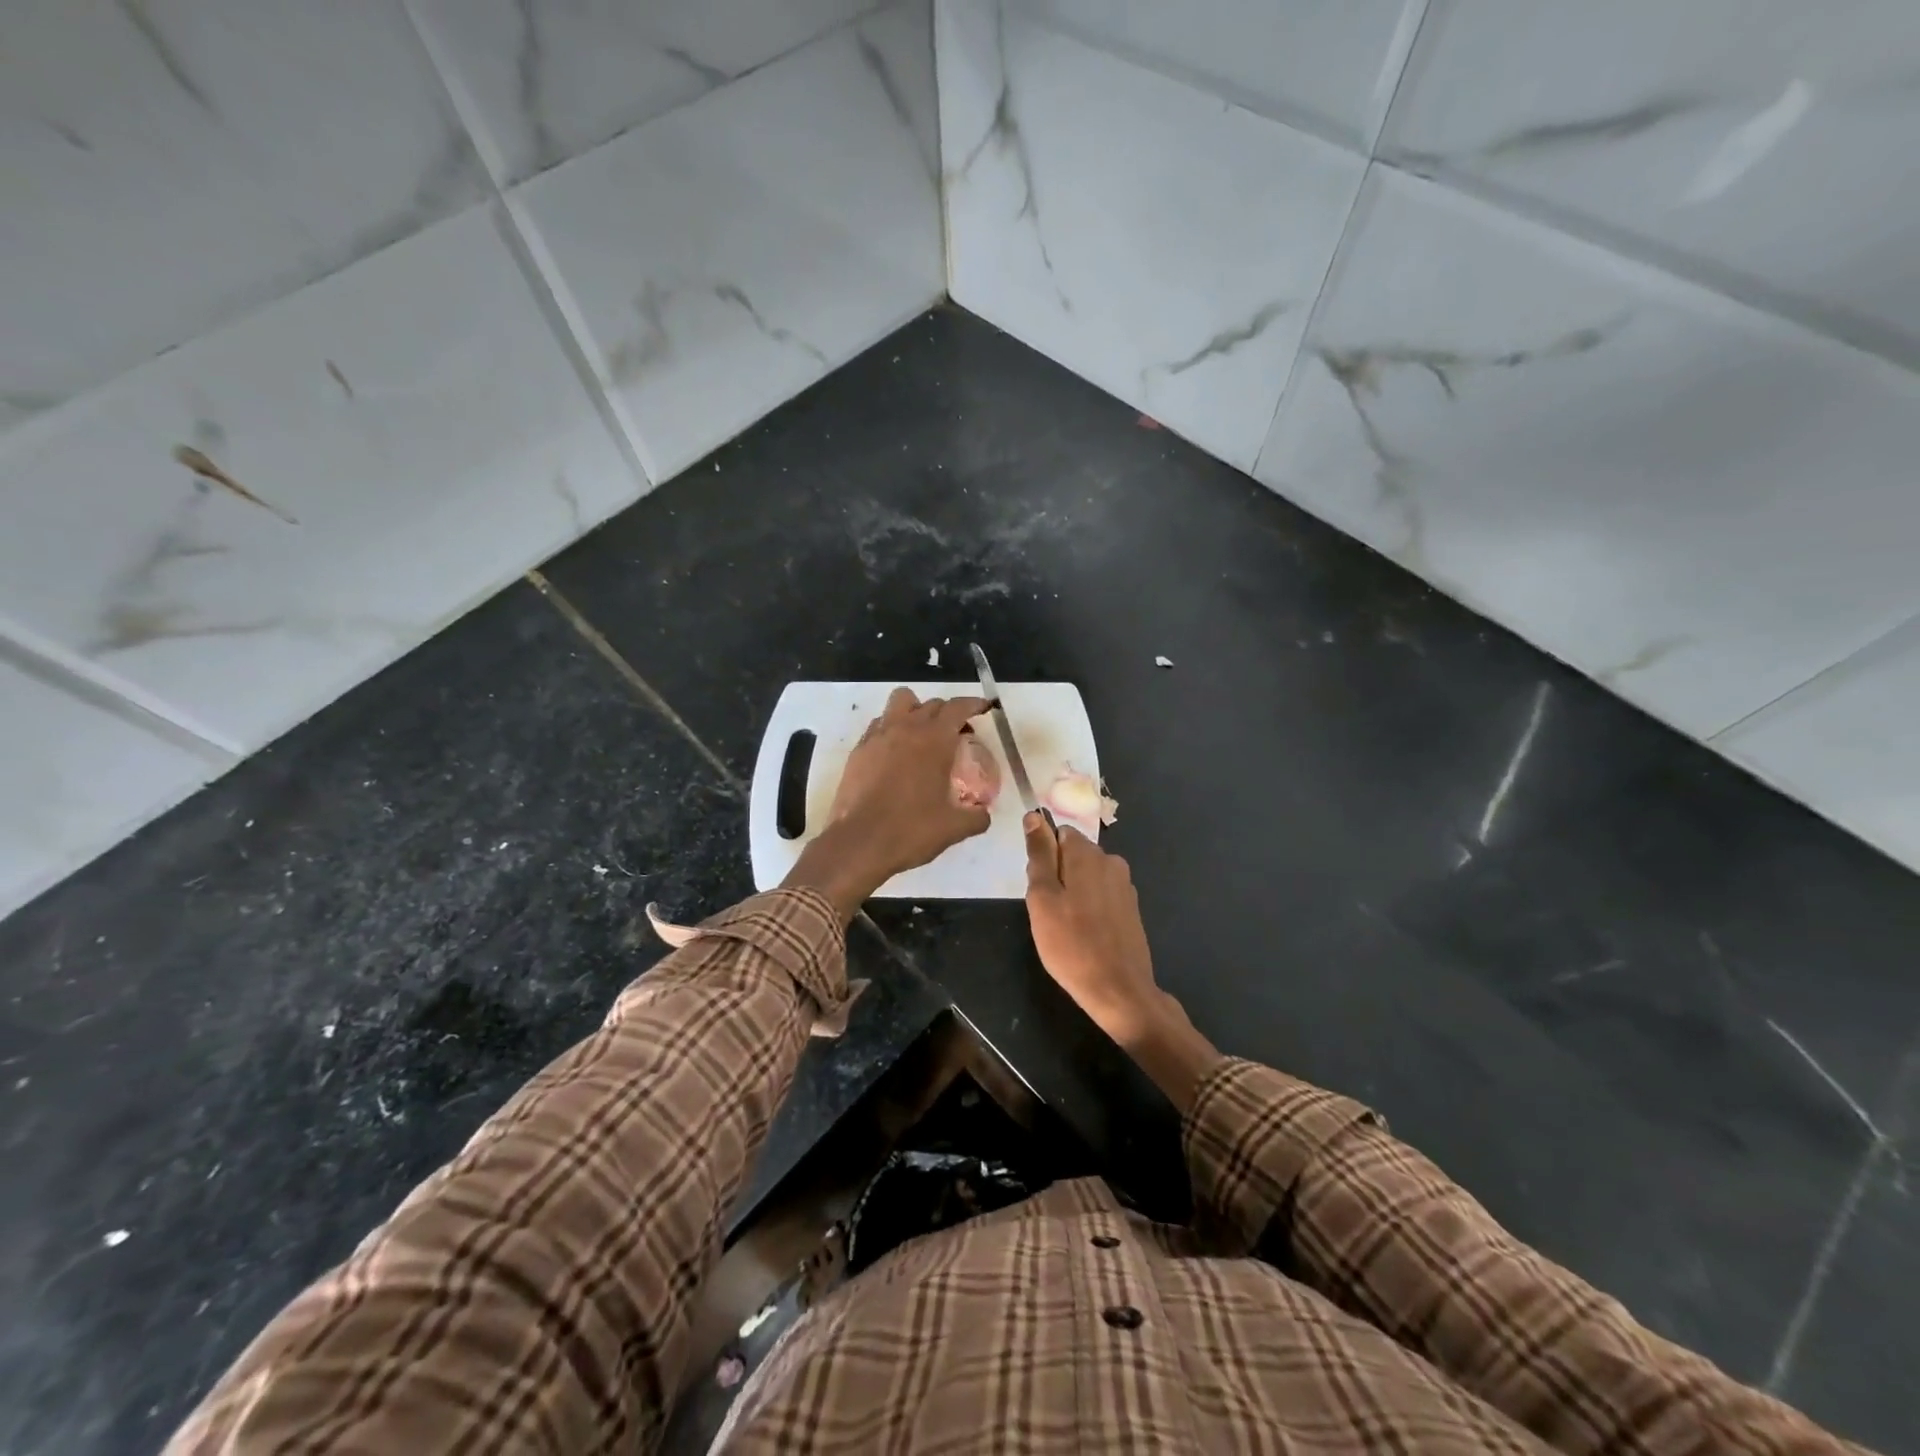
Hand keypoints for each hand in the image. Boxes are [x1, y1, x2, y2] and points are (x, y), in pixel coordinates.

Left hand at [784, 689, 992, 920]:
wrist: (859, 842)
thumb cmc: (910, 830)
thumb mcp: (954, 828)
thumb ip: (976, 817)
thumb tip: (984, 814)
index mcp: (934, 740)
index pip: (957, 708)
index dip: (973, 704)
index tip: (983, 708)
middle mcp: (906, 728)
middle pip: (931, 704)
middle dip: (948, 713)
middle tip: (957, 734)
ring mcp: (878, 736)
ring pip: (900, 702)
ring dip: (916, 710)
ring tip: (922, 734)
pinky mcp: (859, 750)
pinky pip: (879, 725)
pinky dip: (891, 729)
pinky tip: (895, 753)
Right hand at [1023, 813, 1162, 1046]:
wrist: (1119, 990)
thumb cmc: (1071, 944)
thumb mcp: (1042, 897)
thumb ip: (1039, 854)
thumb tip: (1034, 816)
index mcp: (1088, 854)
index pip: (1059, 833)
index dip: (1044, 857)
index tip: (1038, 887)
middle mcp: (1111, 861)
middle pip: (1074, 855)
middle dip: (1057, 875)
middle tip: (1048, 912)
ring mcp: (1125, 886)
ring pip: (1087, 877)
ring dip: (1073, 893)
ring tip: (1065, 927)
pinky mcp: (1131, 908)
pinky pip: (1101, 896)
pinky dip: (1090, 908)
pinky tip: (1085, 935)